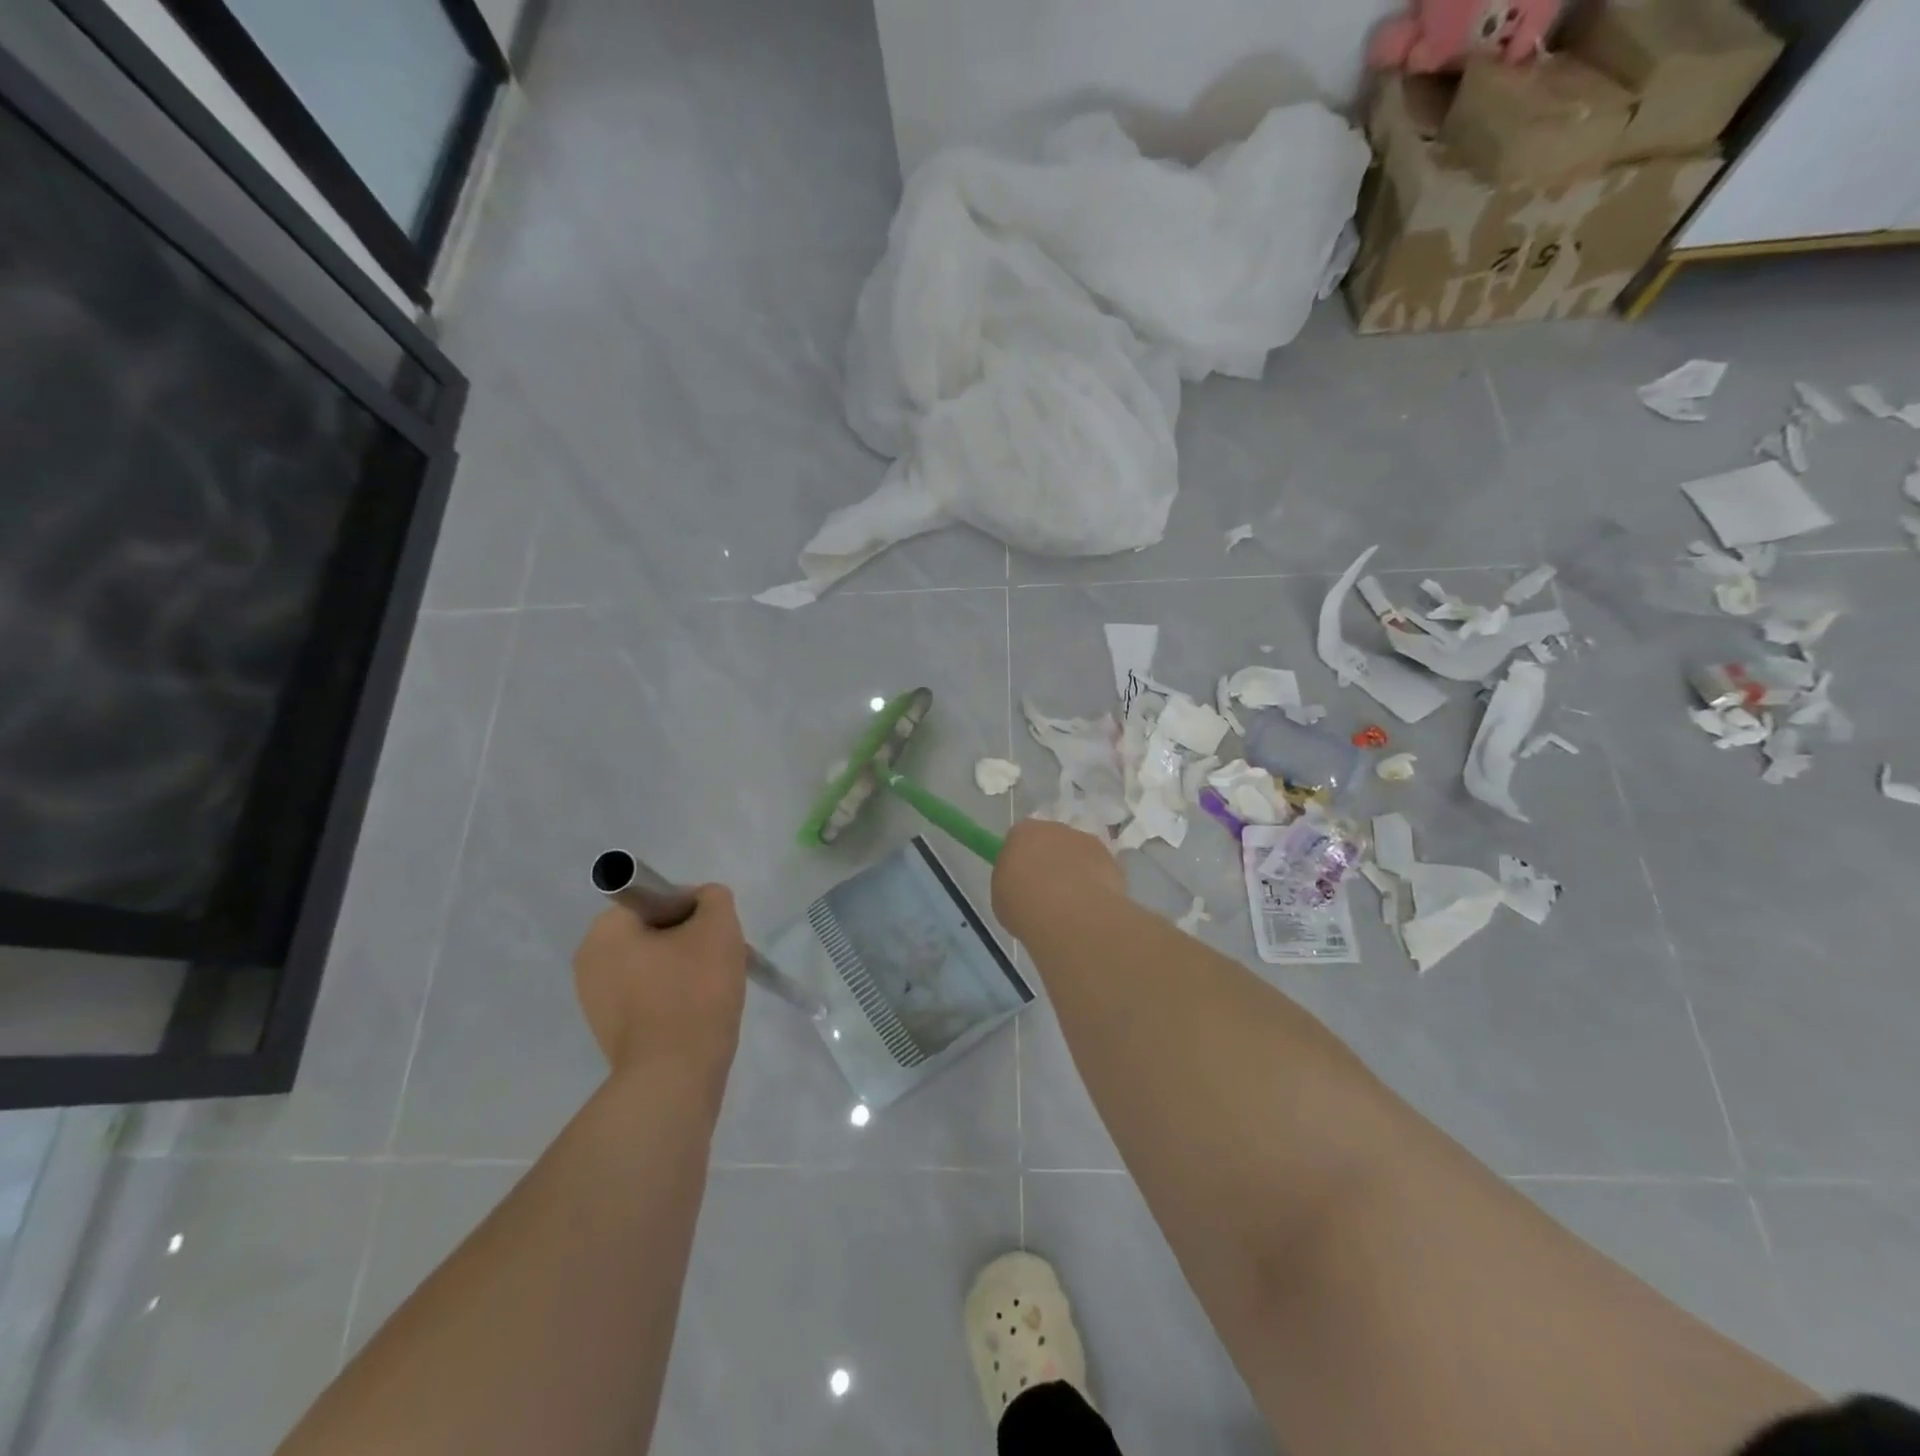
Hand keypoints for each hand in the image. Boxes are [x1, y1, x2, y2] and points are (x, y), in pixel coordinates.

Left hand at [572, 886, 747, 1088]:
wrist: (674, 1078)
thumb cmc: (694, 992)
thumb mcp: (717, 926)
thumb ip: (713, 898)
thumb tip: (704, 902)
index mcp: (605, 931)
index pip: (658, 898)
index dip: (696, 908)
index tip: (717, 932)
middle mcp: (589, 961)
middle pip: (657, 931)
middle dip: (693, 940)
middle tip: (723, 959)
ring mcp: (596, 1001)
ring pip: (656, 965)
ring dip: (687, 969)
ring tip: (715, 989)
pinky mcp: (611, 1032)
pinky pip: (650, 997)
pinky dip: (676, 997)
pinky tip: (699, 1013)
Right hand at [992, 818, 1126, 940]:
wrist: (1072, 915)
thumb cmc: (1026, 906)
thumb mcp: (1002, 897)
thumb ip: (1011, 882)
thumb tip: (1022, 884)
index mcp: (1023, 833)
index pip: (1019, 839)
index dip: (1021, 860)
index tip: (1022, 880)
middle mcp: (1055, 828)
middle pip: (1050, 841)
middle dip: (1049, 861)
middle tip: (1046, 891)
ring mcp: (1085, 841)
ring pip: (1076, 853)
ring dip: (1074, 870)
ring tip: (1071, 903)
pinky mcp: (1110, 857)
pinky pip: (1097, 867)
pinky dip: (1094, 881)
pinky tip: (1090, 904)